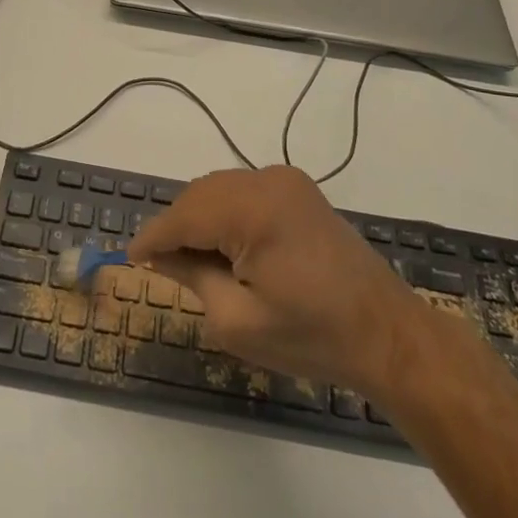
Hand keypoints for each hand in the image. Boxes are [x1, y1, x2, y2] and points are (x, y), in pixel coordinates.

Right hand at [126, 166, 408, 395]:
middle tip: (161, 263)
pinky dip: (226, 212)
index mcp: (253, 210)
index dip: (153, 237)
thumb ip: (192, 276)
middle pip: (200, 195)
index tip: (130, 256)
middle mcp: (267, 180)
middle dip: (177, 226)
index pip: (184, 216)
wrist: (387, 334)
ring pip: (220, 190)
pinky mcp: (299, 190)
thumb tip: (161, 253)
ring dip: (200, 217)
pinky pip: (245, 191)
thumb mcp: (238, 320)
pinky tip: (226, 245)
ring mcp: (286, 181)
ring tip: (192, 258)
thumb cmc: (312, 337)